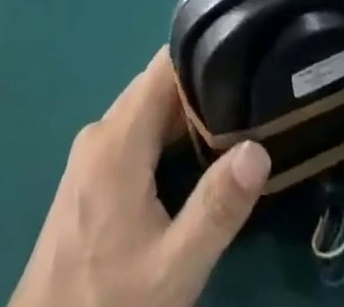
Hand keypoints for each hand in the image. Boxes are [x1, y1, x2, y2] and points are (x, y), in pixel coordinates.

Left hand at [10, 47, 270, 306]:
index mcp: (117, 138)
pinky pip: (129, 136)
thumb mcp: (175, 267)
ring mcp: (88, 154)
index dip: (202, 61)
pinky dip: (159, 140)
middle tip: (243, 107)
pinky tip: (188, 164)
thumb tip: (257, 149)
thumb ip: (217, 207)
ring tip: (226, 133)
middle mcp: (99, 132)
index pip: (163, 66)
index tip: (240, 70)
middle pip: (154, 88)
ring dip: (180, 119)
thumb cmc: (112, 303)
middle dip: (197, 93)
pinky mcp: (86, 178)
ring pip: (142, 112)